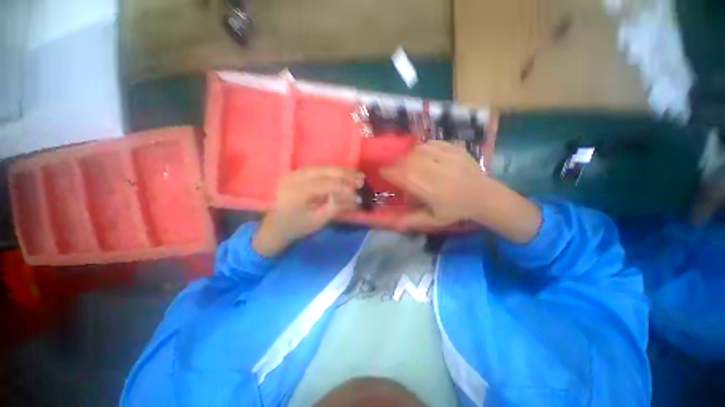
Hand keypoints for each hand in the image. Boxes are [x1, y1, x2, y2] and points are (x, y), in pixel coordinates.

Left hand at [253, 166, 363, 256]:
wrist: (276, 225)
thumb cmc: (297, 226)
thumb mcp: (319, 220)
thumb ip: (337, 206)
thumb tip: (355, 197)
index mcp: (297, 192)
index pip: (326, 184)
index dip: (345, 188)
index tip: (358, 194)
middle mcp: (295, 177)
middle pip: (325, 171)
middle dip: (346, 175)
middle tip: (362, 180)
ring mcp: (295, 173)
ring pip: (323, 167)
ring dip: (341, 171)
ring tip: (357, 176)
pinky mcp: (297, 173)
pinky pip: (319, 169)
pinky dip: (333, 172)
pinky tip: (343, 175)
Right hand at [380, 141, 540, 241]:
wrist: (484, 196)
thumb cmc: (455, 210)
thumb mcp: (433, 220)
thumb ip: (412, 220)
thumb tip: (392, 224)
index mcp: (431, 191)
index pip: (403, 177)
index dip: (390, 172)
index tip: (383, 171)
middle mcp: (438, 173)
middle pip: (409, 162)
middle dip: (398, 163)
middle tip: (396, 167)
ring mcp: (448, 159)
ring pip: (419, 151)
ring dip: (410, 155)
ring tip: (410, 161)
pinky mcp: (456, 150)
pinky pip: (433, 143)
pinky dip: (424, 147)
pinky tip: (424, 154)